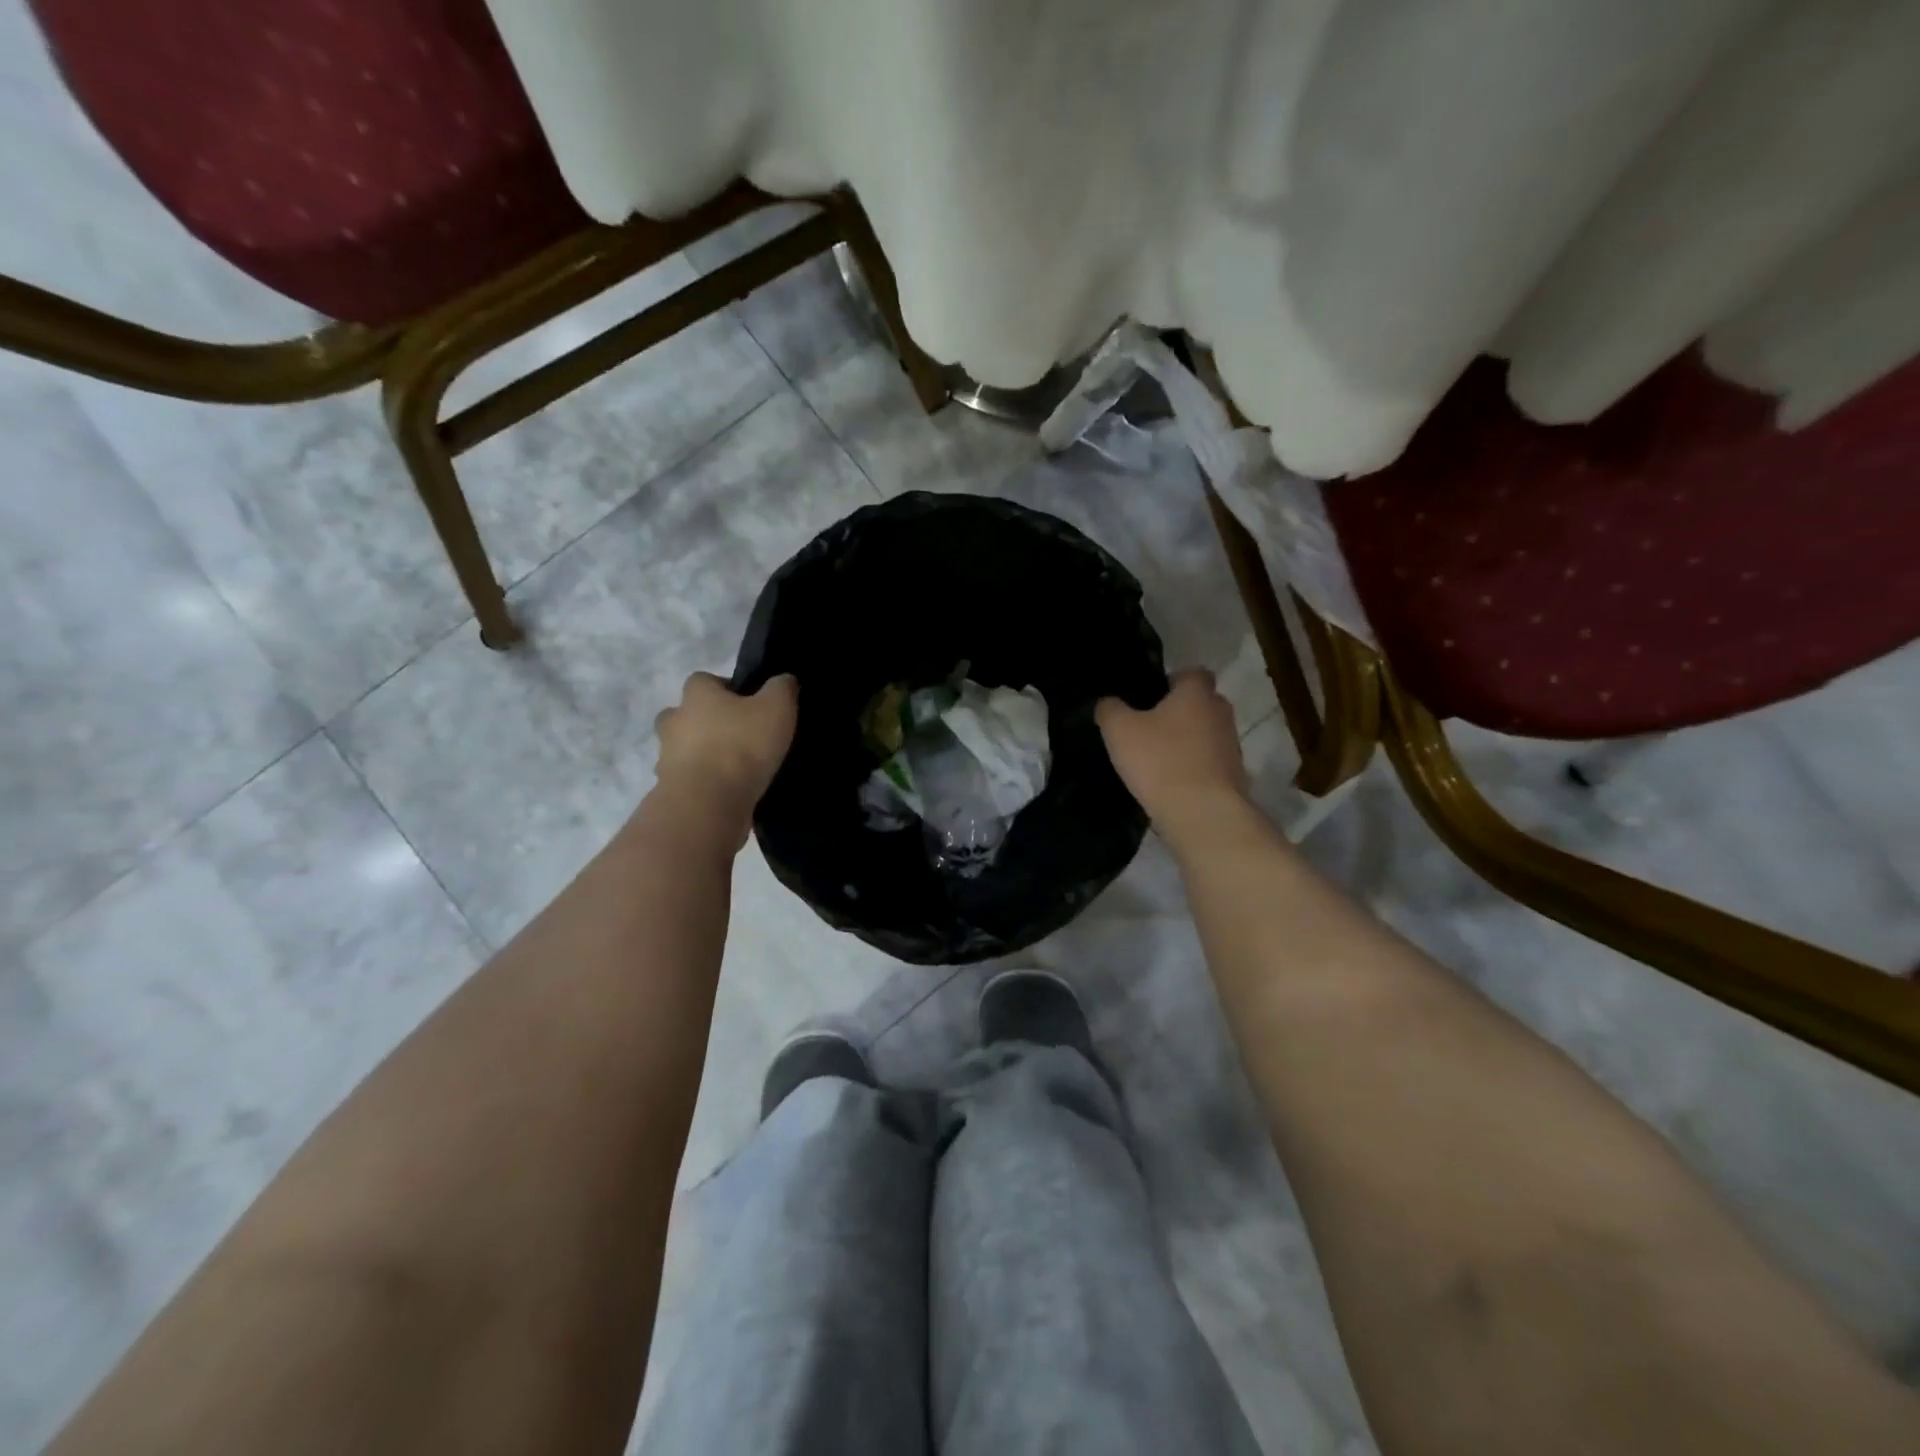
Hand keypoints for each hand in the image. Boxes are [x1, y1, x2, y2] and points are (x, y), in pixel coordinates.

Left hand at [652, 672, 797, 847]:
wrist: (708, 804)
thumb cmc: (742, 746)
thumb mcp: (776, 708)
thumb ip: (782, 688)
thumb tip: (784, 679)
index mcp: (696, 695)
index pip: (703, 680)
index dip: (725, 688)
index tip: (748, 704)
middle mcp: (674, 721)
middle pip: (685, 715)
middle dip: (705, 722)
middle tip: (736, 735)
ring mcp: (666, 758)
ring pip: (683, 750)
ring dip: (702, 755)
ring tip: (735, 769)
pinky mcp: (669, 790)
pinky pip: (687, 781)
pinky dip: (703, 784)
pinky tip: (727, 793)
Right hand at [1096, 670, 1248, 838]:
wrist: (1201, 813)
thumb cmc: (1159, 760)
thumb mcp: (1119, 730)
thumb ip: (1110, 709)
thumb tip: (1108, 703)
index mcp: (1196, 693)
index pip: (1193, 674)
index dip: (1172, 681)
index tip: (1151, 697)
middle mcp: (1221, 713)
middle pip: (1202, 704)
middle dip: (1181, 712)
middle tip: (1150, 728)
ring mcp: (1232, 746)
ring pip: (1208, 735)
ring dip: (1188, 742)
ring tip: (1159, 759)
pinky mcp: (1235, 777)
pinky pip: (1211, 764)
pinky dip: (1195, 769)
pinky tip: (1172, 784)